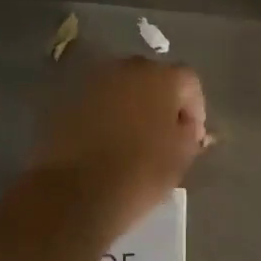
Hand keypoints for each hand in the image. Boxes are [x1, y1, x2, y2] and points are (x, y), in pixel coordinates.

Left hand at [25, 56, 208, 234]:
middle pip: (152, 77)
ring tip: (131, 137)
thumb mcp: (180, 158)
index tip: (192, 137)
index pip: (189, 82)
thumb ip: (190, 134)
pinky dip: (103, 114)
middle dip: (160, 101)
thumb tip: (186, 127)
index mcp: (162, 77)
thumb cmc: (140, 173)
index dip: (194, 109)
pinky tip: (104, 140)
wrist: (75, 192)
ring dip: (130, 105)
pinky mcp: (66, 98)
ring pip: (121, 87)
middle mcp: (127, 68)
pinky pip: (96, 100)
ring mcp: (93, 81)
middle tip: (162, 133)